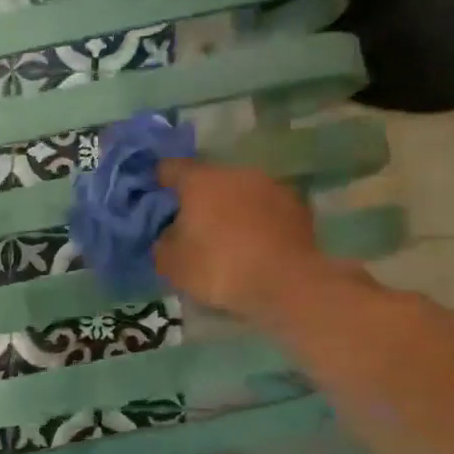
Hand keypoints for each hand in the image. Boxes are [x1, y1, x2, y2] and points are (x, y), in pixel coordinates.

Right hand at [155, 160, 351, 322]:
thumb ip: (163, 243)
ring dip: (232, 210)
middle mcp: (236, 173)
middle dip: (200, 200)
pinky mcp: (299, 207)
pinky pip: (268, 211)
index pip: (169, 168)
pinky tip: (257, 246)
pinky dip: (259, 223)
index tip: (154, 198)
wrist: (288, 284)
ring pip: (241, 194)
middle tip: (192, 228)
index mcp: (200, 181)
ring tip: (229, 240)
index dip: (158, 181)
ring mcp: (271, 186)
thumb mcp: (173, 265)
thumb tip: (169, 234)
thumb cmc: (221, 268)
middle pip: (209, 181)